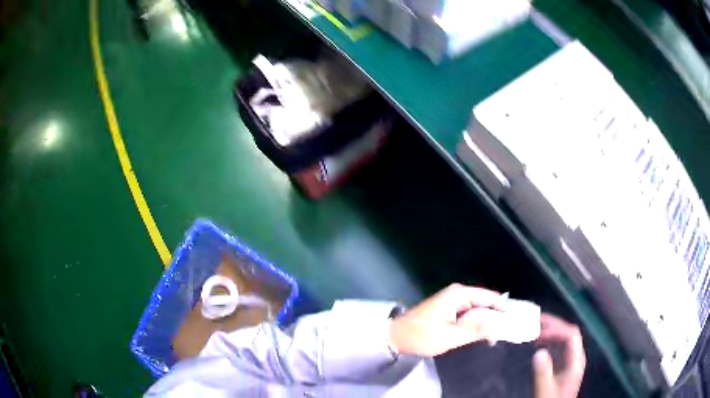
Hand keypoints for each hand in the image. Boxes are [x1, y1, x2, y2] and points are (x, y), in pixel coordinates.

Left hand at [388, 283, 504, 356]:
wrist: (395, 337)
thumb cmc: (421, 336)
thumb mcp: (451, 336)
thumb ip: (476, 329)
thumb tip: (499, 323)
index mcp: (459, 295)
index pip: (490, 297)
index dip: (503, 309)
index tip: (514, 322)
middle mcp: (458, 293)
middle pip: (485, 303)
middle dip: (495, 318)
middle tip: (503, 336)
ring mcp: (453, 301)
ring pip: (478, 309)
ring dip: (485, 323)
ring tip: (492, 340)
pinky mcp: (449, 309)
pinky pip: (469, 314)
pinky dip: (475, 324)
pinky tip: (479, 336)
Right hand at [533, 314, 585, 397]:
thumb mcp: (544, 390)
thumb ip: (542, 372)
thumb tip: (538, 352)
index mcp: (575, 361)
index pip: (571, 336)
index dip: (556, 330)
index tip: (538, 333)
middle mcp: (576, 357)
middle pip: (569, 333)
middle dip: (554, 325)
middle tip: (537, 320)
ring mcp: (571, 361)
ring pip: (565, 338)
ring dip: (552, 331)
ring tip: (536, 328)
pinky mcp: (565, 365)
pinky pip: (560, 347)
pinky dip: (550, 341)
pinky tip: (539, 343)